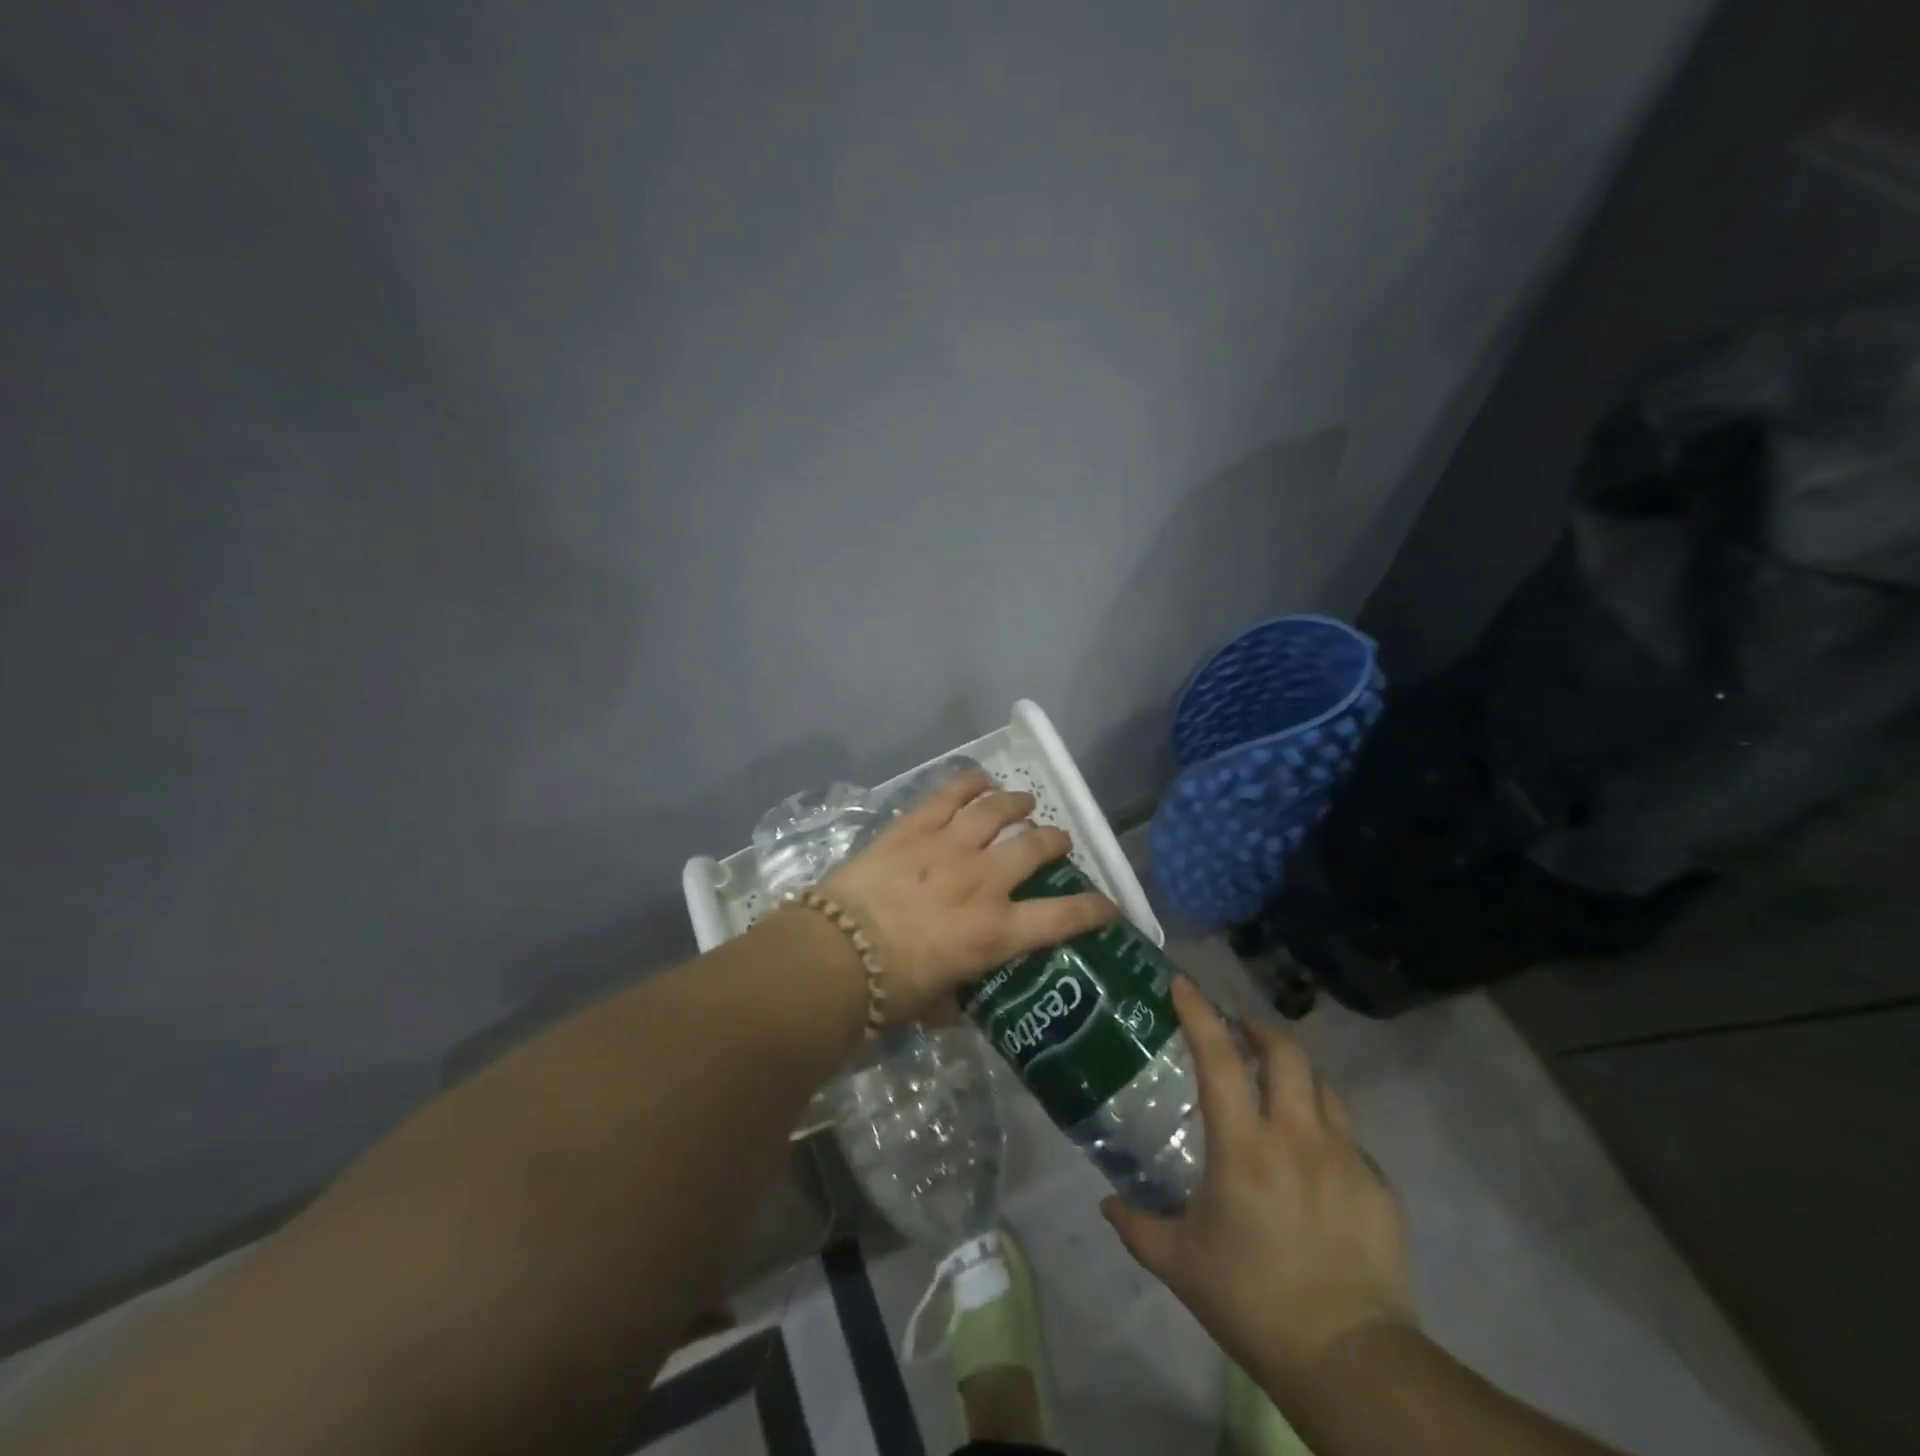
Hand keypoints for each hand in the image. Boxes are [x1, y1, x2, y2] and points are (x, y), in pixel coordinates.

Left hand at [815, 767, 1117, 1022]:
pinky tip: (980, 779)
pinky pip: (949, 795)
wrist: (835, 955)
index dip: (1094, 909)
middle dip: (1054, 840)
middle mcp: (983, 881)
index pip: (1063, 917)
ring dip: (1017, 803)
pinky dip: (969, 783)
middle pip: (1034, 847)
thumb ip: (959, 992)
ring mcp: (949, 847)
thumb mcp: (937, 1004)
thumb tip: (961, 993)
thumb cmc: (889, 990)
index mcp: (995, 932)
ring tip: (1023, 801)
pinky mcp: (914, 828)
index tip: (1109, 905)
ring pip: (997, 811)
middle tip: (1057, 840)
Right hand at [1103, 979, 1415, 1395]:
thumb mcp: (1180, 1264)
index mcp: (1244, 1147)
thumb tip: (1107, 1203)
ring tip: (1278, 1085)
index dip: (1199, 1014)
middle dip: (1259, 1028)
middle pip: (1285, 1053)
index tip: (1184, 985)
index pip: (1218, 1059)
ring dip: (1295, 1073)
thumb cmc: (1253, 1303)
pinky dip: (1326, 1129)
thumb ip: (1137, 1225)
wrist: (1351, 1362)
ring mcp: (1346, 1158)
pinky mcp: (1379, 1187)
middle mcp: (1296, 1137)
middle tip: (1239, 1030)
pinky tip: (1315, 1158)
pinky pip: (1350, 1137)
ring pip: (1322, 1086)